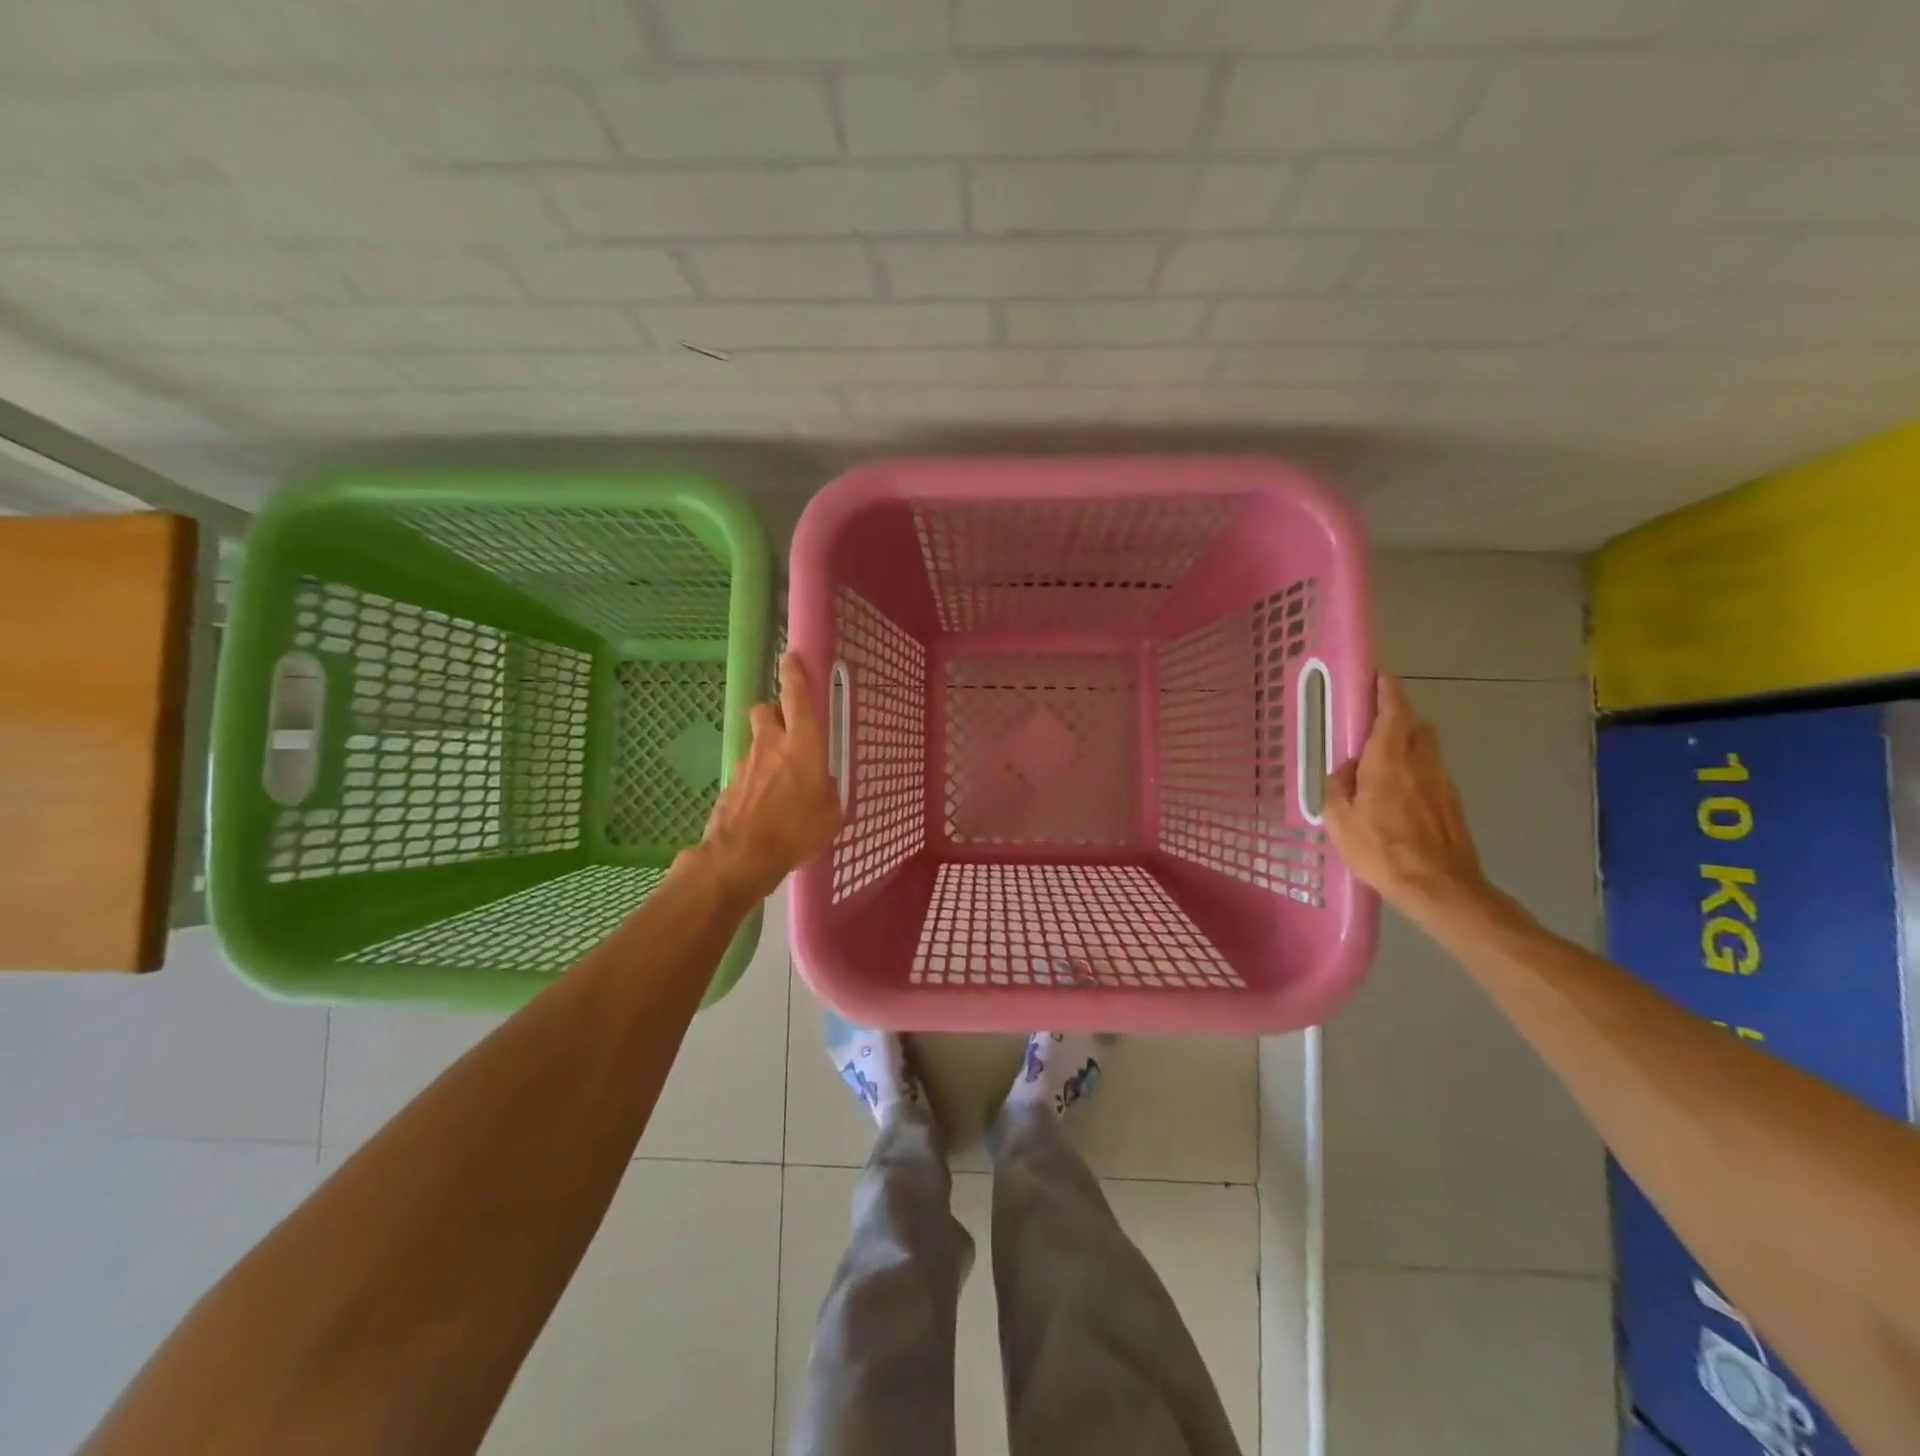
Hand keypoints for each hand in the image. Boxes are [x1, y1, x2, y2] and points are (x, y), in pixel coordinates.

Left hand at [683, 652, 844, 905]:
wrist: (742, 855)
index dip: (795, 674)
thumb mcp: (831, 813)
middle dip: (775, 712)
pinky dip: (755, 781)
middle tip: (788, 730)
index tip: (790, 657)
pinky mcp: (730, 786)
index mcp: (803, 744)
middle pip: (766, 710)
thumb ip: (827, 792)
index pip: (798, 697)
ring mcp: (746, 764)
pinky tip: (764, 806)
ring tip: (779, 780)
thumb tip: (821, 787)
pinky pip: (746, 773)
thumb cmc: (797, 830)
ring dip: (766, 751)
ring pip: (755, 743)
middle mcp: (771, 745)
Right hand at [1322, 673, 1487, 918]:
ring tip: (1384, 749)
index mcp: (1389, 760)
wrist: (1440, 887)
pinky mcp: (1451, 802)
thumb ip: (1338, 786)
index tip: (1377, 675)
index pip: (1393, 711)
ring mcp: (1441, 781)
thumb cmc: (1381, 851)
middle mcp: (1420, 762)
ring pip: (1427, 745)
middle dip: (1398, 711)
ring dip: (1408, 737)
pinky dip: (1415, 763)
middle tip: (1375, 713)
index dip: (1386, 690)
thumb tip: (1345, 768)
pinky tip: (1398, 786)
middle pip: (1416, 723)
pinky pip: (1431, 769)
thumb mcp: (1340, 820)